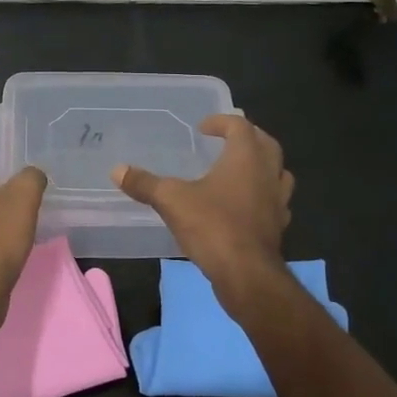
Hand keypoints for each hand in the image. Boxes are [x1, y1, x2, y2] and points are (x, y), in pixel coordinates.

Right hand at [111, 114, 292, 295]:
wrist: (247, 274)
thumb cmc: (212, 226)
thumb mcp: (171, 200)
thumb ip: (145, 183)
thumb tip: (117, 170)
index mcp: (246, 158)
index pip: (240, 126)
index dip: (221, 122)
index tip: (202, 128)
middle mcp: (268, 173)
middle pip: (266, 144)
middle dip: (248, 138)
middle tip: (226, 141)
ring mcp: (278, 201)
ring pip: (278, 173)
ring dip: (263, 166)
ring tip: (241, 170)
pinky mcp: (279, 226)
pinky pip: (276, 202)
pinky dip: (264, 196)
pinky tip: (247, 206)